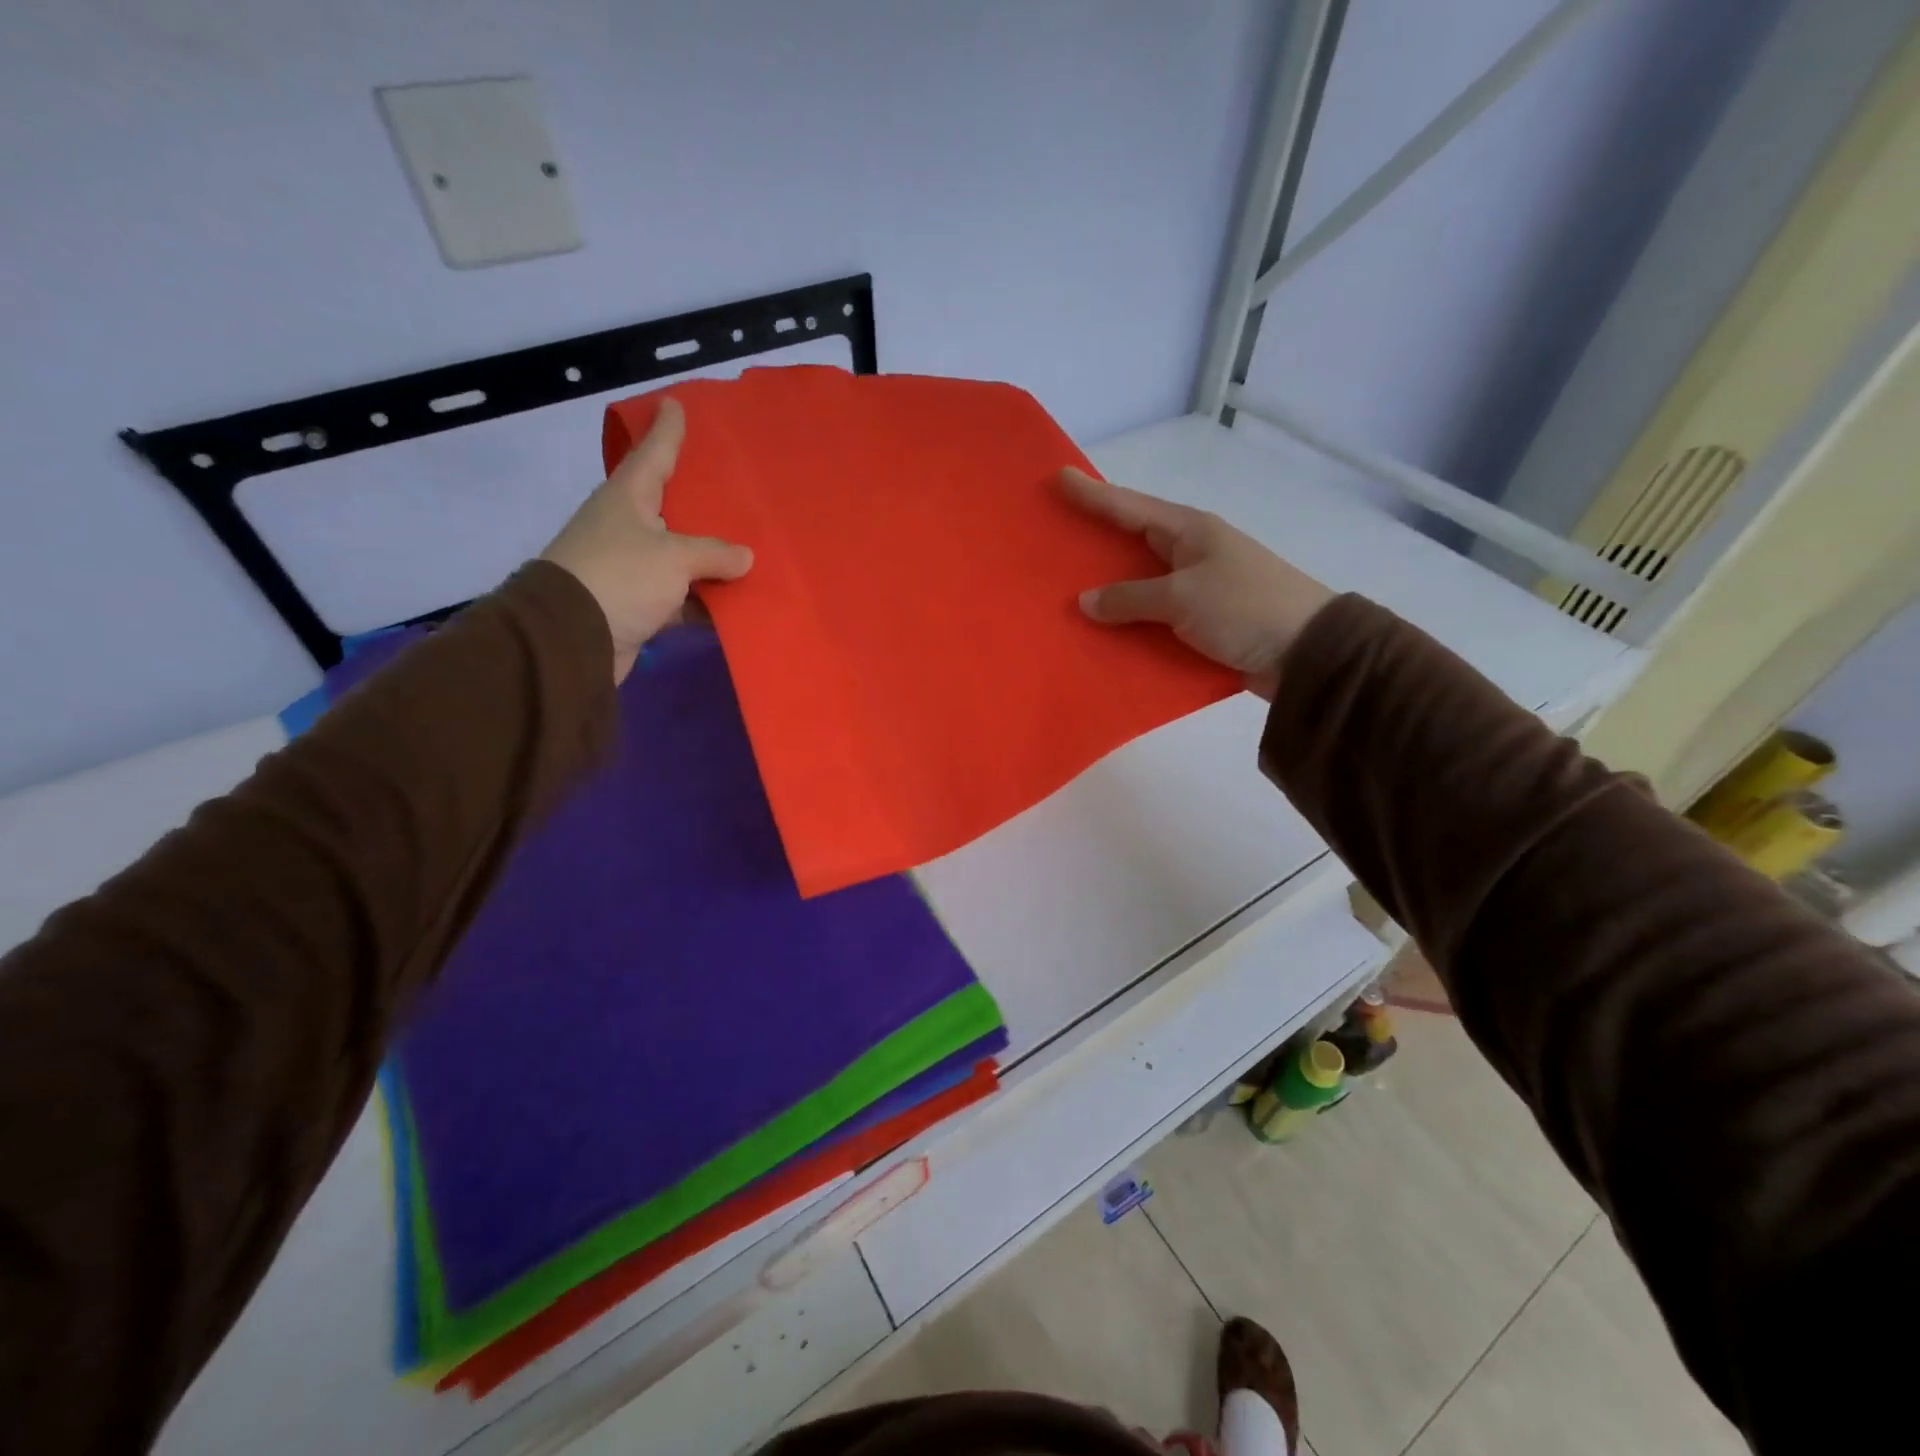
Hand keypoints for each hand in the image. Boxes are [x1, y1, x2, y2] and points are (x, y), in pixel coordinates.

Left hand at [541, 397, 752, 683]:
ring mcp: (632, 567)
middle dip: (699, 496)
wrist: (571, 639)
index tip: (676, 404)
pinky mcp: (638, 604)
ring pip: (681, 555)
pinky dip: (704, 598)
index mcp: (628, 497)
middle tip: (734, 481)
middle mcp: (627, 526)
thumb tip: (745, 557)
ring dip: (710, 557)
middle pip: (670, 504)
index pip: (653, 453)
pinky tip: (736, 599)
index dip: (667, 429)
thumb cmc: (620, 577)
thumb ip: (713, 554)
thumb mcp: (673, 557)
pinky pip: (681, 595)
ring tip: (751, 546)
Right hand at [1060, 467, 1332, 698]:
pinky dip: (1131, 623)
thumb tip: (1086, 601)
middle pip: (1132, 542)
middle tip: (1054, 537)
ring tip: (1066, 591)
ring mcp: (1198, 588)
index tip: (1059, 477)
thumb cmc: (1245, 608)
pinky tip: (1103, 634)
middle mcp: (1191, 553)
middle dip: (1095, 540)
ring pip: (1141, 583)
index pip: (1129, 507)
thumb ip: (1130, 597)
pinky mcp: (1202, 622)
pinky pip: (1154, 617)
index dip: (1093, 494)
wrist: (1308, 653)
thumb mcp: (1182, 598)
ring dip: (1109, 590)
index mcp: (1189, 531)